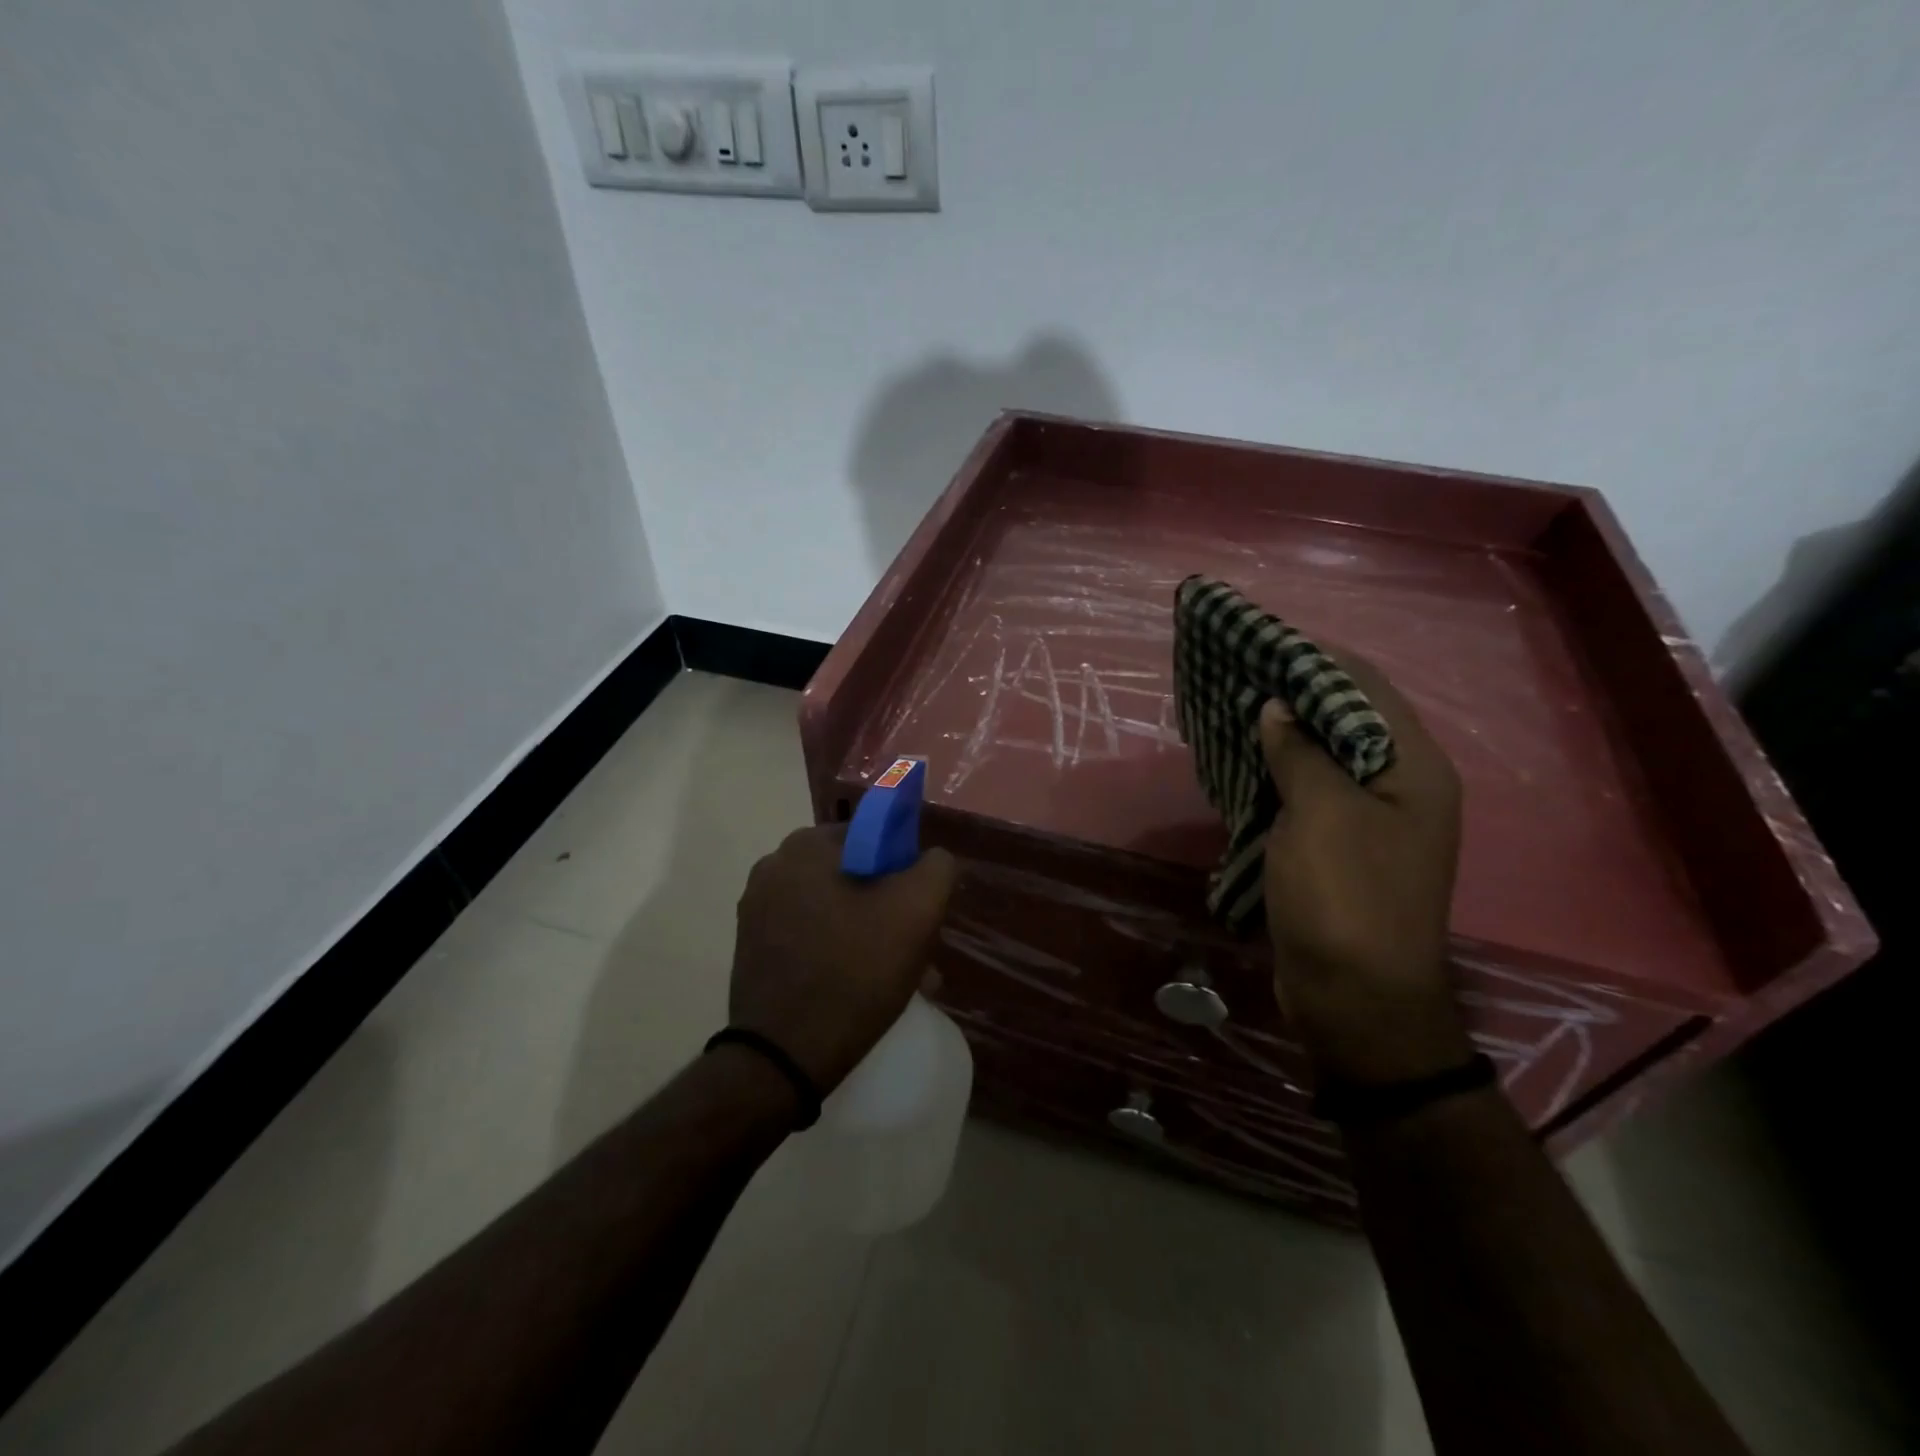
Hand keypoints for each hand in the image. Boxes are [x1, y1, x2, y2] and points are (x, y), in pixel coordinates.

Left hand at [730, 824, 957, 1092]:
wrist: (784, 1058)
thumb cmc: (854, 973)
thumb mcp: (917, 911)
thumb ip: (936, 868)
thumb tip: (930, 859)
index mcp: (805, 847)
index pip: (872, 837)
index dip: (904, 869)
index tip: (919, 910)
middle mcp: (773, 868)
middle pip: (853, 875)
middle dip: (888, 907)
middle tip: (914, 949)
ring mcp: (756, 910)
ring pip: (834, 909)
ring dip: (868, 933)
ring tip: (898, 977)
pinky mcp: (752, 948)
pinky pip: (810, 935)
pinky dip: (838, 951)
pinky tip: (862, 987)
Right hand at [1260, 655, 1473, 1086]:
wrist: (1356, 1000)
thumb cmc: (1345, 898)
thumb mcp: (1320, 814)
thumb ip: (1300, 752)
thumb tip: (1277, 708)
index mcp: (1412, 768)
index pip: (1364, 688)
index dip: (1313, 659)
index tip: (1259, 640)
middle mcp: (1400, 785)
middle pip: (1346, 718)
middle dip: (1293, 692)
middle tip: (1235, 672)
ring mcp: (1371, 819)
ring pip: (1324, 754)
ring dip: (1281, 732)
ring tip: (1231, 707)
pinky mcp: (1342, 846)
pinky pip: (1309, 790)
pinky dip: (1277, 769)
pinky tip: (1242, 759)